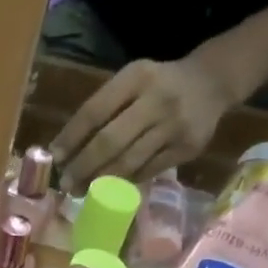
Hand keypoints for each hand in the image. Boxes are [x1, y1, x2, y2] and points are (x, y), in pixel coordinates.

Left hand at [50, 54, 232, 189]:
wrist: (213, 83)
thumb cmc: (158, 84)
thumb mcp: (131, 81)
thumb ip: (104, 106)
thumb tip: (66, 147)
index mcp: (136, 78)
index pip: (94, 111)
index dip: (71, 137)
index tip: (54, 156)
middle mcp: (157, 100)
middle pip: (110, 141)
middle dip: (83, 165)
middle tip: (66, 183)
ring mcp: (175, 126)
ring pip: (129, 161)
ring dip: (101, 179)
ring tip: (82, 190)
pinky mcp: (188, 148)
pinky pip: (149, 170)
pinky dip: (127, 180)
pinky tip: (111, 187)